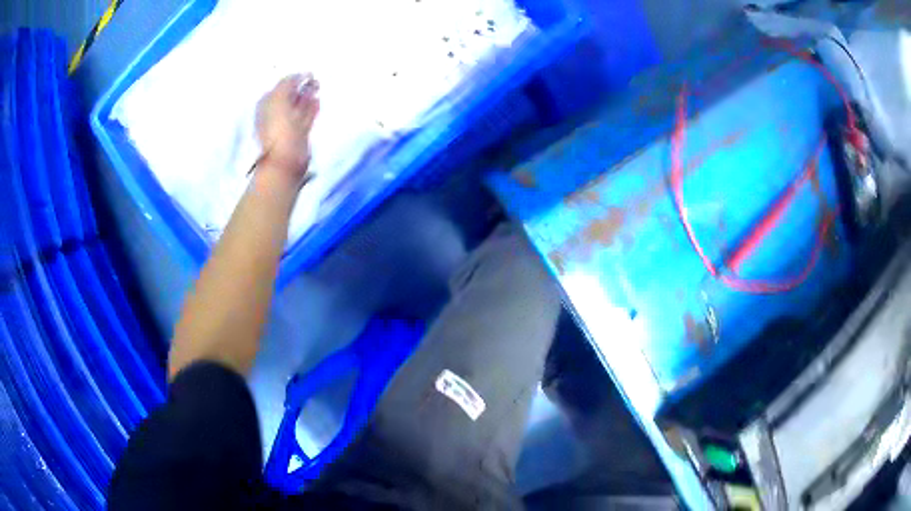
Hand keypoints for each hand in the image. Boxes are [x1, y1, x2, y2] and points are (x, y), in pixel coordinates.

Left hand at [255, 74, 320, 185]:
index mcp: (266, 104)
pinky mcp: (299, 134)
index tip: (307, 74)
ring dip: (308, 97)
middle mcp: (274, 113)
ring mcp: (287, 124)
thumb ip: (288, 83)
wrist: (285, 158)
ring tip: (318, 87)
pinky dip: (312, 109)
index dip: (293, 79)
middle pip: (289, 96)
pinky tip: (317, 101)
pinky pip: (306, 117)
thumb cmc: (278, 127)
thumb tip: (299, 75)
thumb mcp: (279, 98)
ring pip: (299, 106)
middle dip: (301, 87)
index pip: (280, 86)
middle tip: (314, 79)